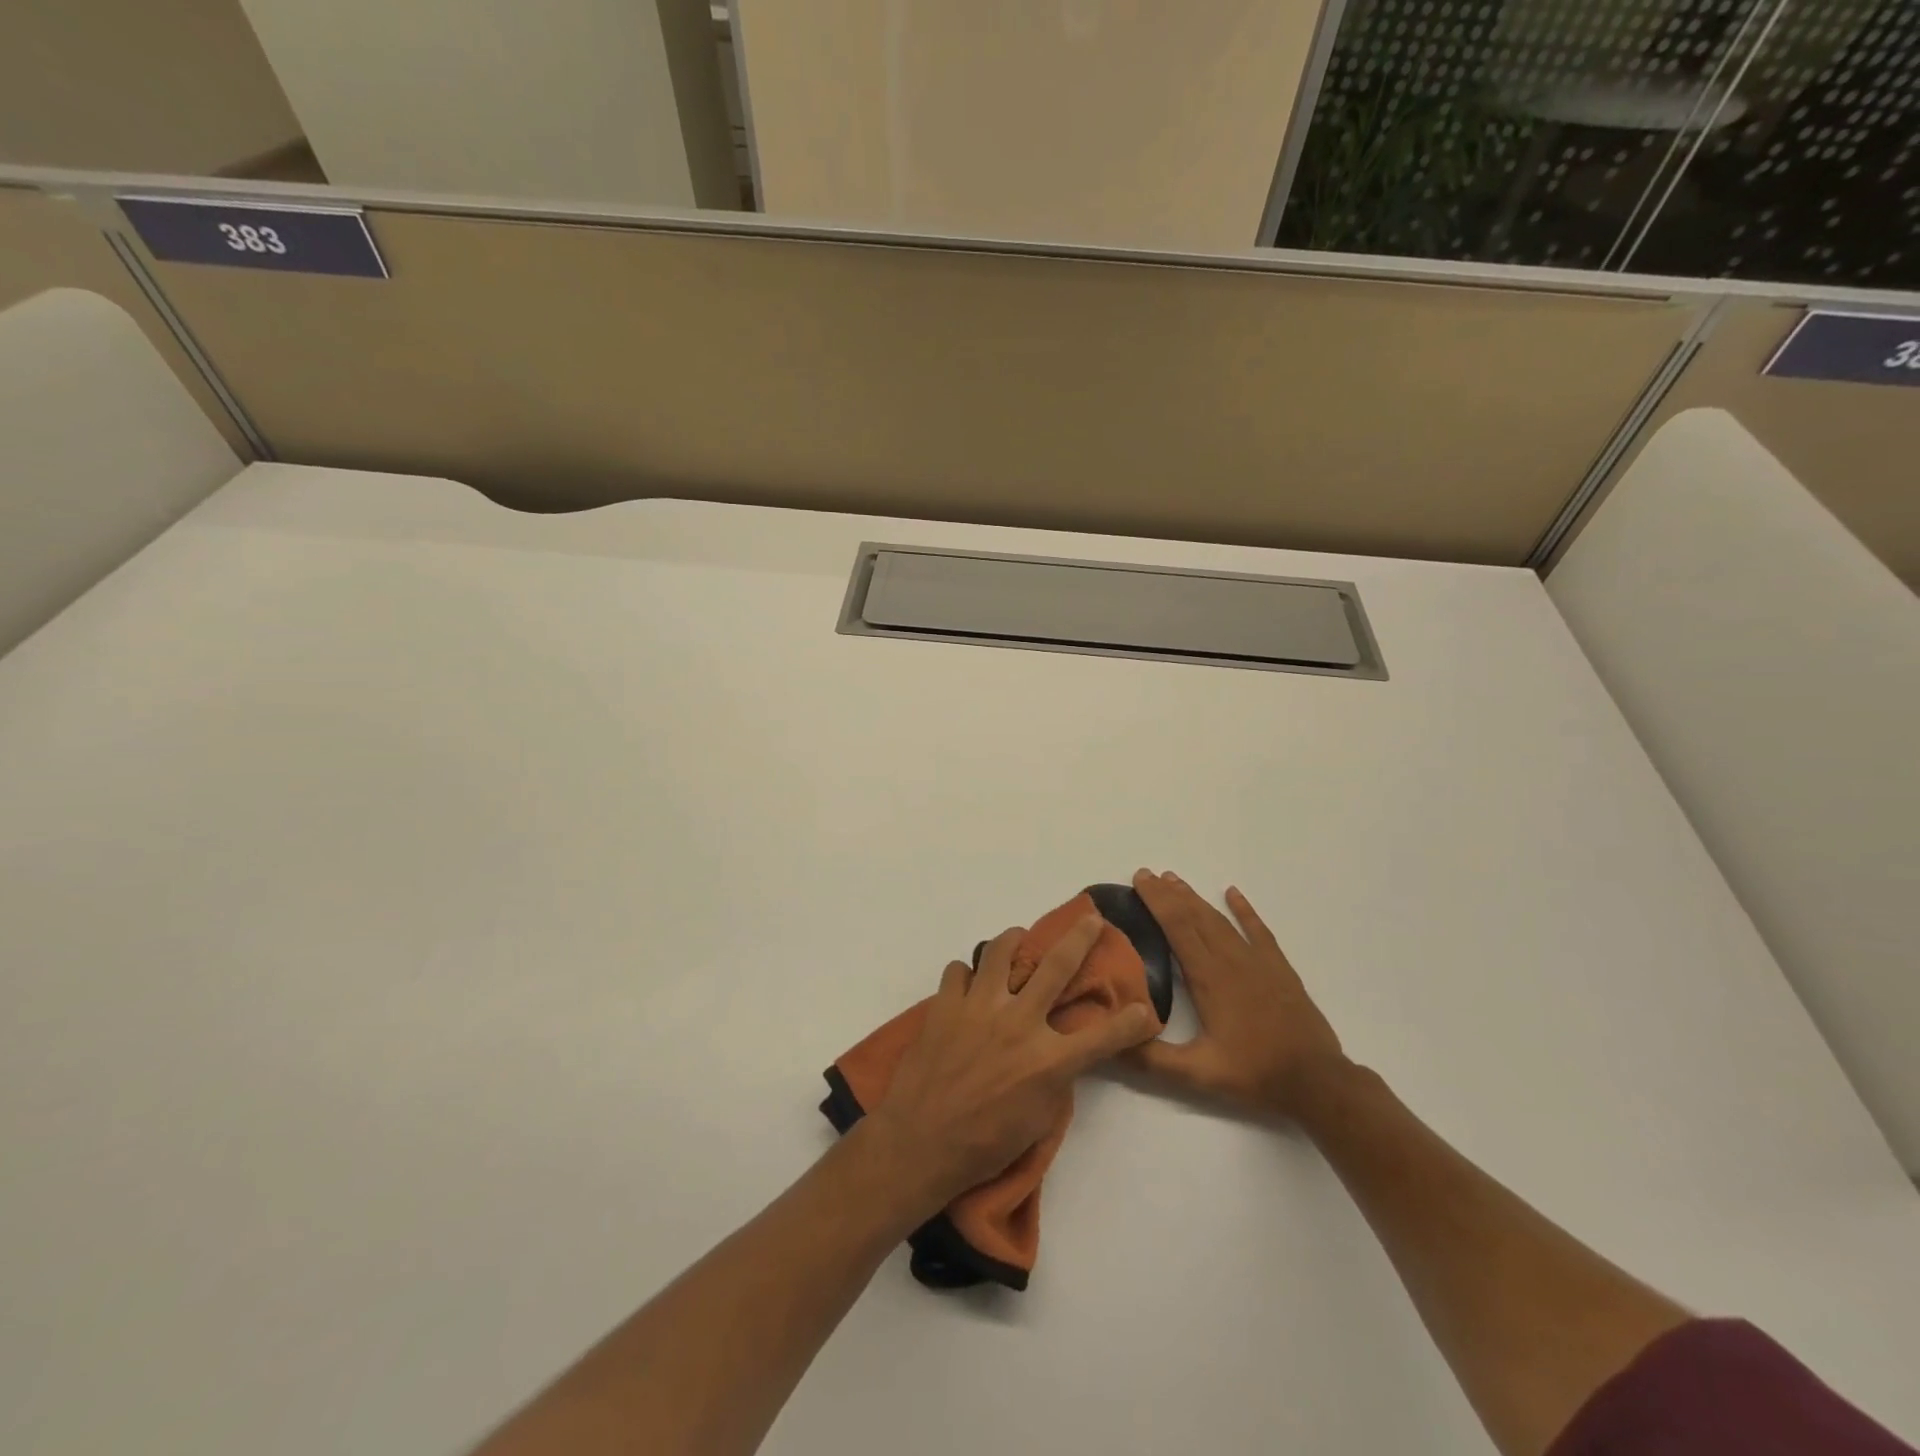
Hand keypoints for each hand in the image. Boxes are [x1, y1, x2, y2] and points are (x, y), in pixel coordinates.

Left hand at [858, 917, 1159, 1216]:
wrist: (920, 1143)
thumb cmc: (984, 1144)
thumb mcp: (1037, 1121)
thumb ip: (1054, 1080)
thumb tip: (1058, 1054)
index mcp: (1048, 1060)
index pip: (1103, 1036)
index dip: (1130, 1022)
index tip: (1145, 1008)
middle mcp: (1019, 1023)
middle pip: (1057, 967)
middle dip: (1081, 938)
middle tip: (1091, 919)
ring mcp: (980, 1007)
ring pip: (1000, 951)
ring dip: (1013, 939)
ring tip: (1018, 938)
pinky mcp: (946, 1004)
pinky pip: (958, 970)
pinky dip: (966, 974)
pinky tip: (967, 984)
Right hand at [1125, 870, 1344, 1119]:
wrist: (1316, 1080)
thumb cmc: (1254, 1073)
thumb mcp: (1198, 1073)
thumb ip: (1153, 1058)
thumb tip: (1112, 1044)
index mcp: (1209, 978)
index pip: (1177, 927)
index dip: (1157, 901)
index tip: (1140, 879)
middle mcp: (1231, 960)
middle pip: (1195, 916)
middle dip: (1169, 893)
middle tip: (1147, 874)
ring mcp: (1258, 961)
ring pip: (1221, 920)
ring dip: (1196, 899)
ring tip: (1175, 880)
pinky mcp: (1279, 968)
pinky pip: (1258, 930)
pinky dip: (1244, 910)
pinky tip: (1233, 893)